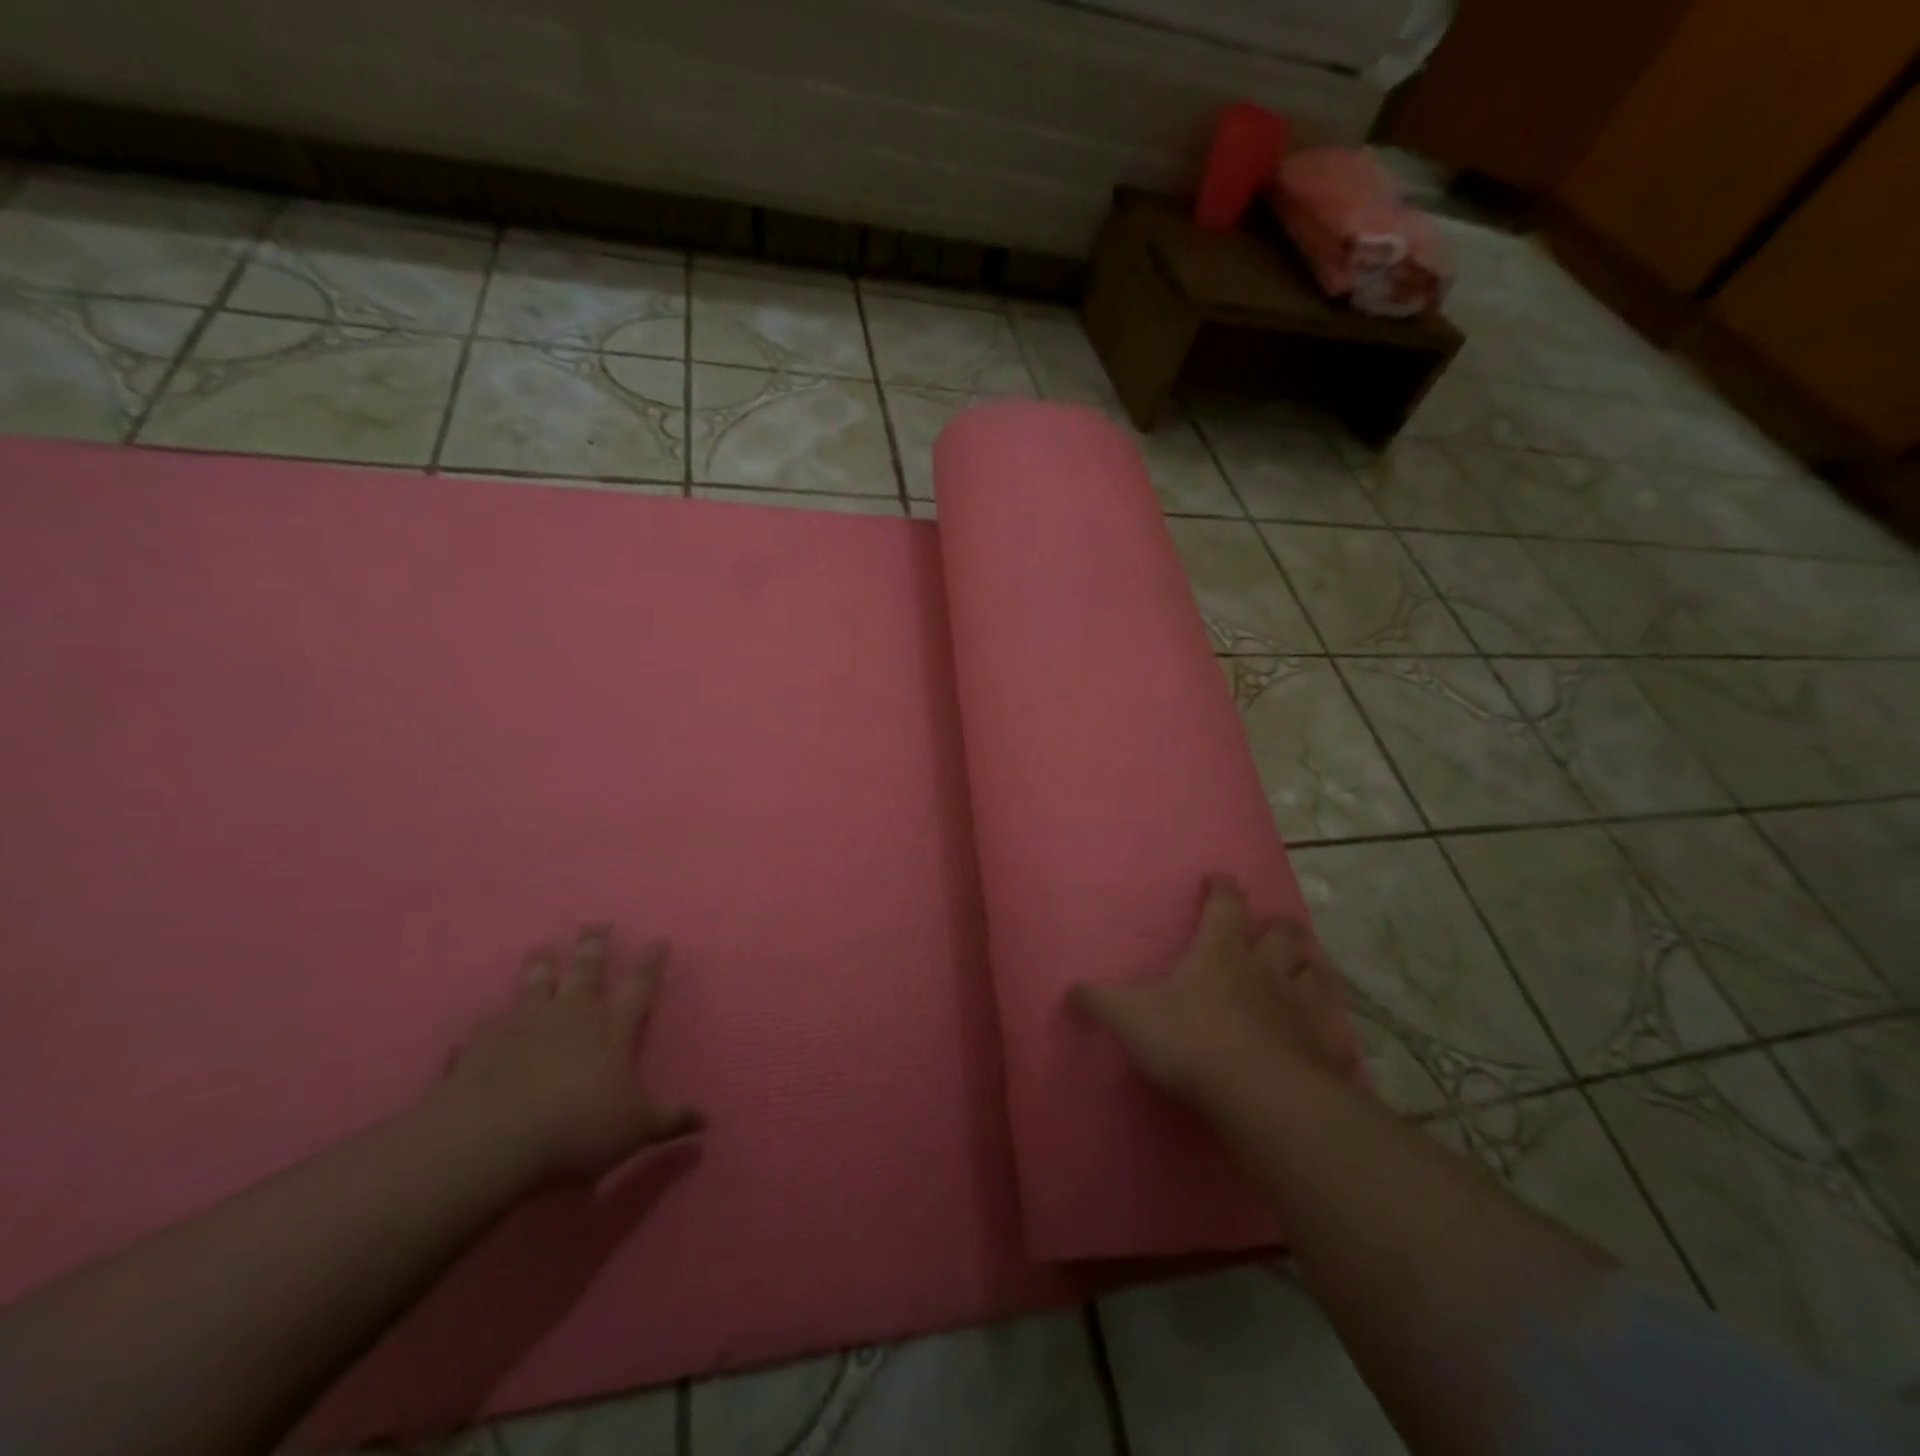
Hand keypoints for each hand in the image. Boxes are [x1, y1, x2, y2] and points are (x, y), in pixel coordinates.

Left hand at [433, 926, 701, 1183]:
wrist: (488, 1140)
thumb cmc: (576, 1129)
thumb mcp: (635, 1130)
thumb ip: (671, 1120)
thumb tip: (708, 1121)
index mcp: (613, 1026)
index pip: (640, 984)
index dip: (651, 961)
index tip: (659, 939)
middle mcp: (571, 1013)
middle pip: (586, 968)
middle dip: (594, 945)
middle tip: (596, 924)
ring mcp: (523, 1023)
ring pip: (536, 983)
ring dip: (541, 965)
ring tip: (542, 949)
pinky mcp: (481, 1043)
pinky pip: (487, 1025)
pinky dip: (489, 1022)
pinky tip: (485, 1023)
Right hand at [1070, 877, 1361, 1103]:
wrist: (1258, 1094)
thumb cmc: (1190, 1042)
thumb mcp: (1130, 1019)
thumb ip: (1099, 1002)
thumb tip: (1069, 988)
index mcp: (1220, 953)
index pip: (1225, 905)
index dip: (1222, 889)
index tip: (1219, 878)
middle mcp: (1265, 970)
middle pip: (1283, 934)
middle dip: (1278, 926)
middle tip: (1272, 928)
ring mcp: (1300, 1007)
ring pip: (1315, 973)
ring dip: (1310, 967)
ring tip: (1305, 969)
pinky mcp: (1323, 1048)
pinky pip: (1335, 1034)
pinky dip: (1332, 1032)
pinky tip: (1331, 1040)